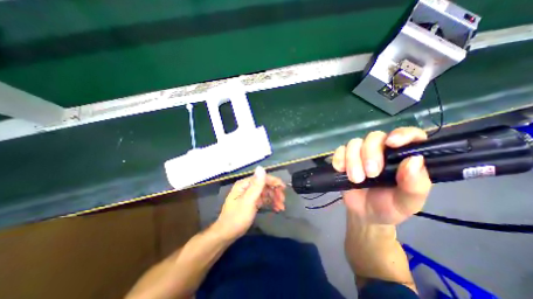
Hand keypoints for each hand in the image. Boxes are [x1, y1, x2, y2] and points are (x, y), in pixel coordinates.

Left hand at [214, 166, 286, 240]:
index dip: (274, 181)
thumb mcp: (248, 201)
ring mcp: (249, 195)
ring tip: (281, 207)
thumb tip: (261, 167)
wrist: (226, 235)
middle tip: (283, 201)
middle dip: (275, 192)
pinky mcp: (251, 202)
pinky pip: (263, 199)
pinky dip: (270, 202)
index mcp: (245, 184)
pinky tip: (276, 208)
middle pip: (265, 185)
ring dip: (274, 198)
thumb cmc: (237, 218)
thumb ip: (256, 185)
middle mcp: (247, 187)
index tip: (284, 188)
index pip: (262, 178)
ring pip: (265, 192)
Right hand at [331, 126, 431, 223]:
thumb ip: (415, 185)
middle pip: (374, 137)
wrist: (364, 214)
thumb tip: (414, 159)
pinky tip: (340, 169)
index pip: (409, 135)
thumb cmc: (389, 207)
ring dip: (352, 159)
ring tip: (355, 179)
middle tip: (370, 174)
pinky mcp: (344, 158)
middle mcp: (381, 151)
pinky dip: (338, 158)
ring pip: (354, 143)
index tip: (391, 143)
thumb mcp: (407, 202)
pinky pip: (339, 150)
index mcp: (402, 158)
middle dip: (370, 154)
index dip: (402, 134)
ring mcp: (360, 154)